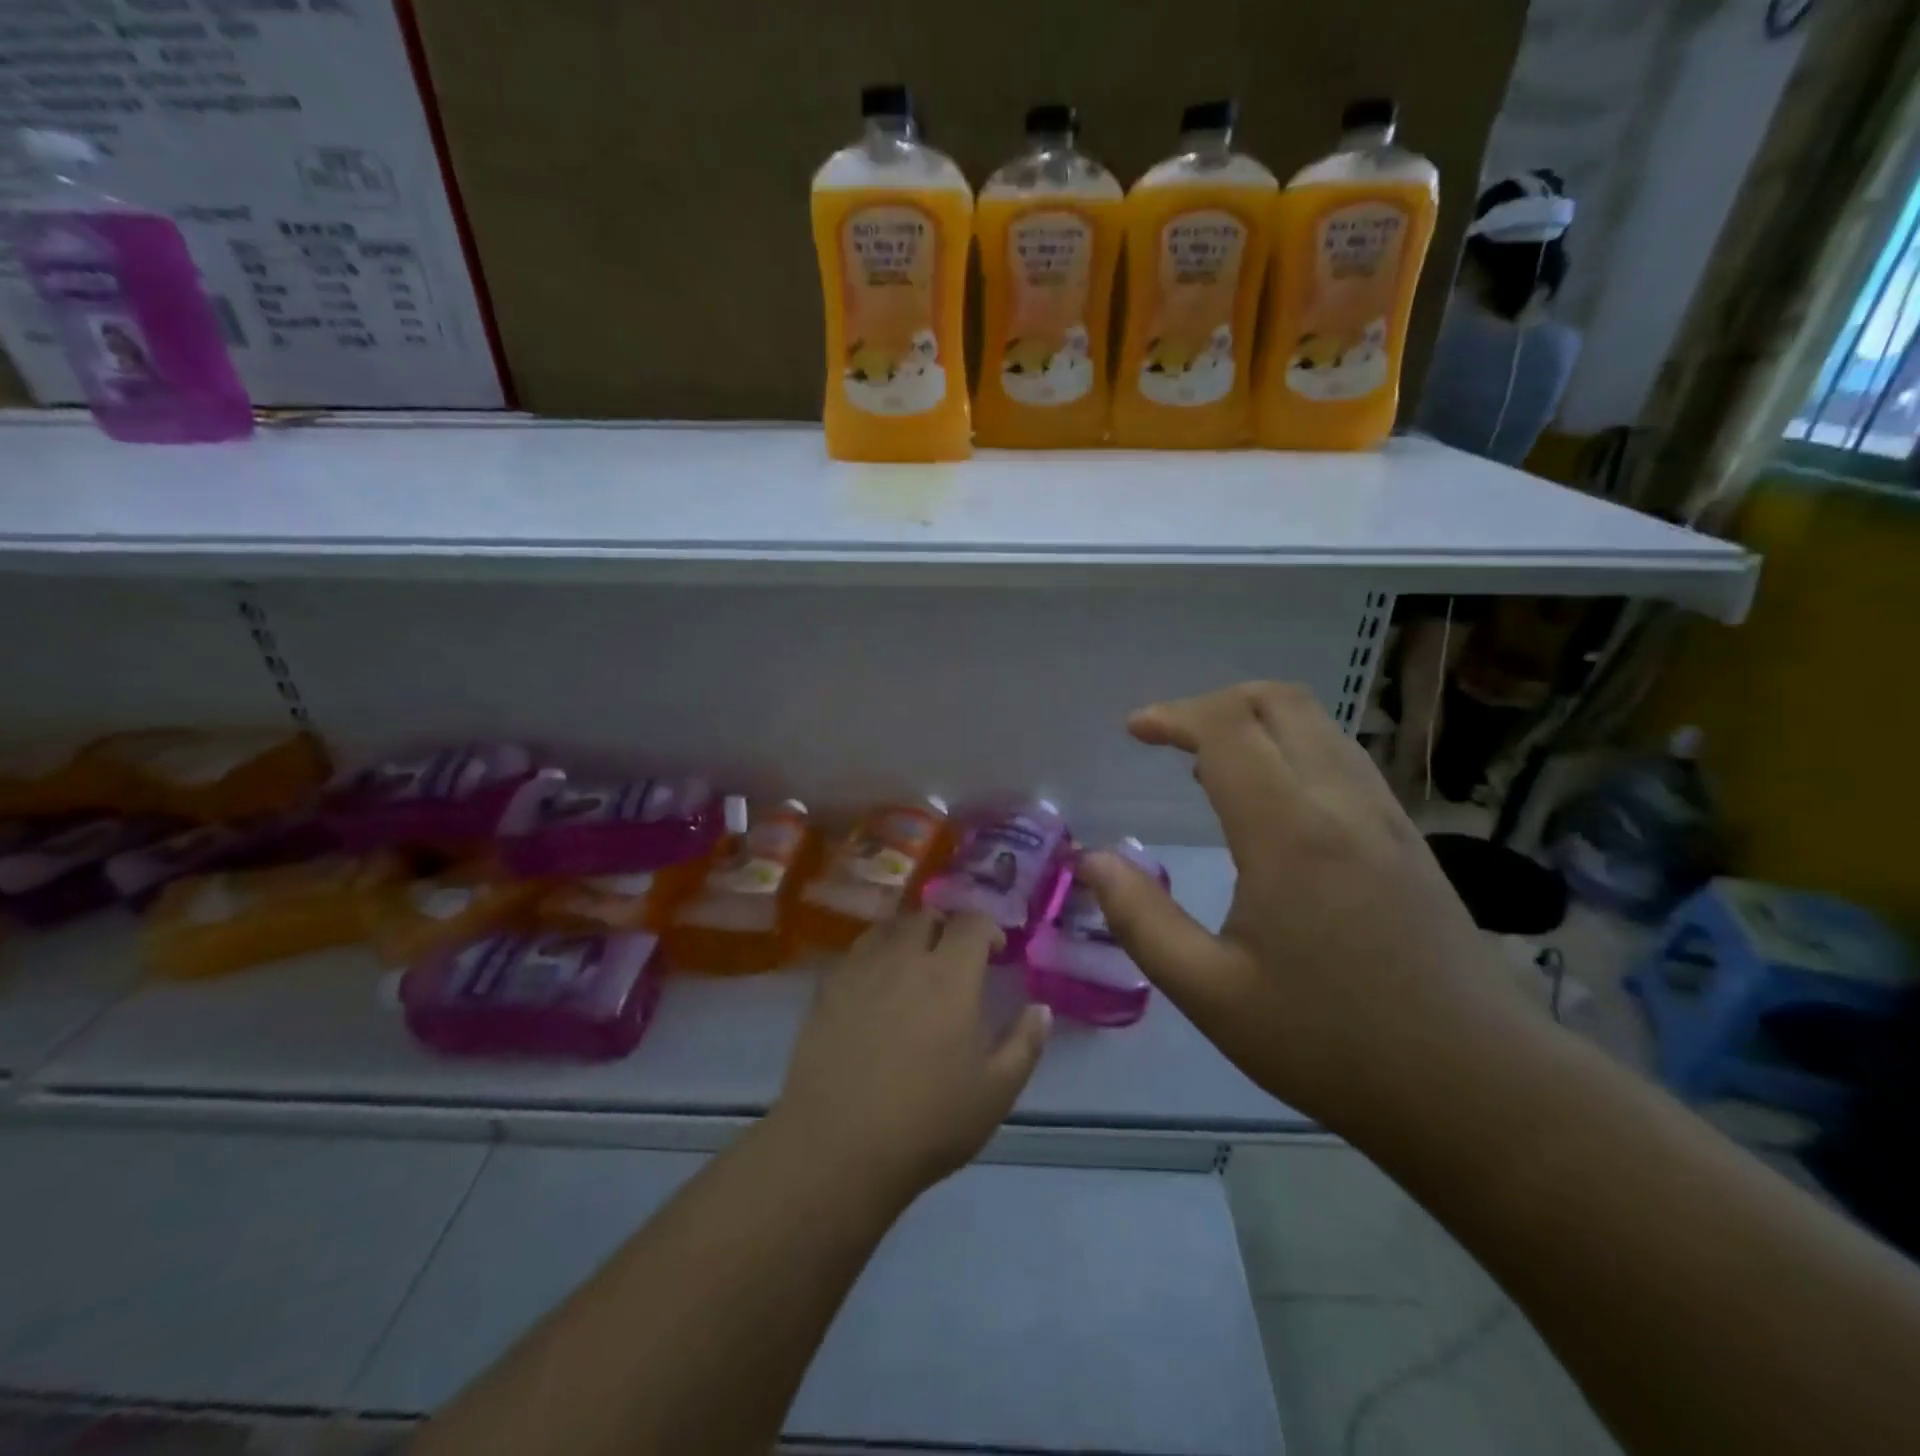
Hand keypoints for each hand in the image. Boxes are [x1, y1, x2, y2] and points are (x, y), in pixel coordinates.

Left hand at [774, 910, 1050, 1200]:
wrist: (836, 1146)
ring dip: (908, 935)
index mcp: (950, 976)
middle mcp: (904, 958)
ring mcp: (860, 970)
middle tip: (953, 958)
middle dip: (946, 928)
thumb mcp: (994, 1093)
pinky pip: (856, 952)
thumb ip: (1024, 1044)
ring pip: (888, 928)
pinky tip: (876, 987)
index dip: (988, 929)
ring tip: (914, 965)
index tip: (995, 952)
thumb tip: (1041, 1009)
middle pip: (926, 917)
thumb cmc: (926, 1122)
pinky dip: (874, 955)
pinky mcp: (827, 989)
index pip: (972, 923)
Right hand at [1079, 682, 1520, 1132]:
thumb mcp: (1211, 993)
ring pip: (1318, 724)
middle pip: (1279, 702)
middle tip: (1168, 737)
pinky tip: (1270, 800)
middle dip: (1214, 703)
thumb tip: (1093, 861)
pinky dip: (1292, 747)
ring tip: (1207, 764)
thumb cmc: (1330, 1043)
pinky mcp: (1408, 837)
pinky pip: (1343, 757)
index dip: (1174, 716)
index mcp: (1289, 833)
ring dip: (1256, 721)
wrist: (1477, 1087)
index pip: (1228, 729)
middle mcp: (1342, 803)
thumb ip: (1141, 920)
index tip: (1134, 730)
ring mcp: (1385, 816)